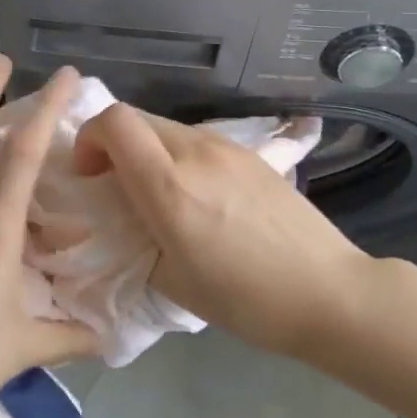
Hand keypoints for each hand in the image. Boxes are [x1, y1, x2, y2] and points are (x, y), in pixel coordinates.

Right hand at [71, 103, 367, 358]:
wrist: (328, 292)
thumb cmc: (246, 299)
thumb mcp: (172, 281)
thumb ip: (135, 239)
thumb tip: (125, 220)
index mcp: (169, 185)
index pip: (114, 122)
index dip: (89, 138)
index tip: (89, 176)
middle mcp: (195, 152)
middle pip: (136, 118)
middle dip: (112, 144)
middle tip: (115, 185)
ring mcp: (228, 148)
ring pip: (166, 127)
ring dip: (147, 150)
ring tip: (159, 194)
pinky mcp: (252, 154)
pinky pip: (197, 141)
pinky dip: (178, 156)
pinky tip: (198, 196)